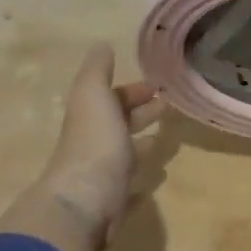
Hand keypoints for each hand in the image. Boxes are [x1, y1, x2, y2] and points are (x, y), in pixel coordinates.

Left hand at [0, 44, 164, 250]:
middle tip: (168, 108)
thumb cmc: (94, 143)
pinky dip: (142, 182)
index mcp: (90, 118)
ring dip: (142, 147)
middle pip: (118, 126)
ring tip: (166, 143)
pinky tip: (156, 179)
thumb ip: (97, 70)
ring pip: (125, 157)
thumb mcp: (93, 95)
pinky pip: (130, 189)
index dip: (132, 92)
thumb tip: (101, 45)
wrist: (83, 204)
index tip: (157, 87)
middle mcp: (94, 145)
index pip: (112, 99)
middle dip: (140, 115)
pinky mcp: (113, 205)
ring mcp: (103, 177)